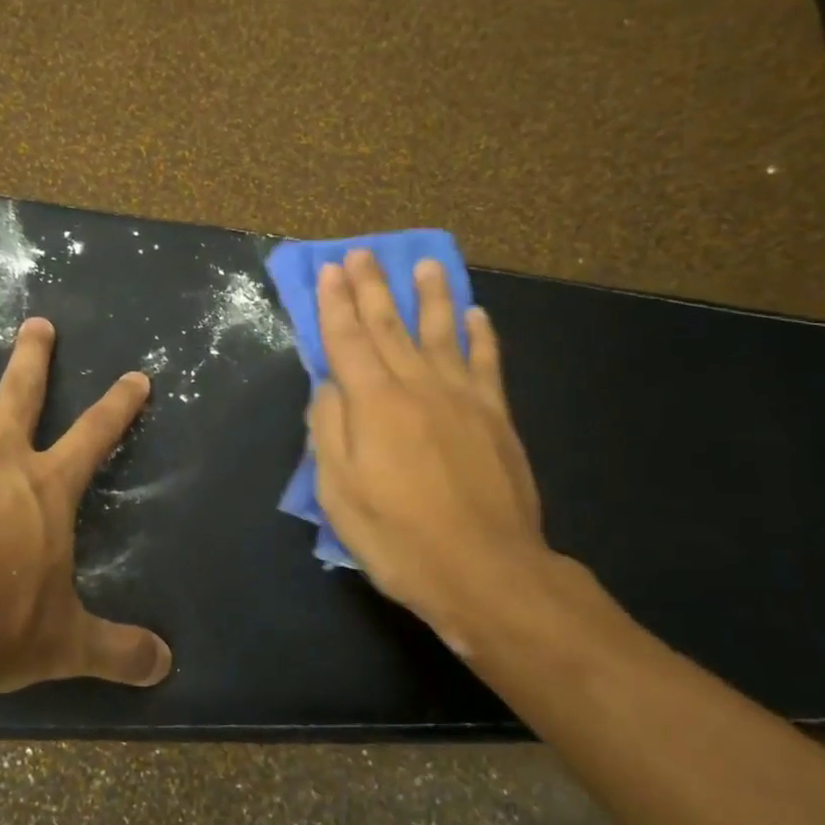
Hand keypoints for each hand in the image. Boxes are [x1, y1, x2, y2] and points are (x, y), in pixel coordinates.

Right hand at [308, 250, 572, 657]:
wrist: (485, 571)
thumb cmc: (399, 537)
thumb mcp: (339, 493)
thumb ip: (328, 431)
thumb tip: (328, 386)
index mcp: (374, 404)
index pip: (347, 340)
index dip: (335, 304)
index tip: (329, 271)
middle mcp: (417, 386)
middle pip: (390, 326)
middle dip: (373, 287)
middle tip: (363, 253)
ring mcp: (462, 398)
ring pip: (441, 333)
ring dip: (430, 296)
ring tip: (425, 265)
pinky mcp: (496, 416)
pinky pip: (487, 363)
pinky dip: (480, 335)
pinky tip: (475, 314)